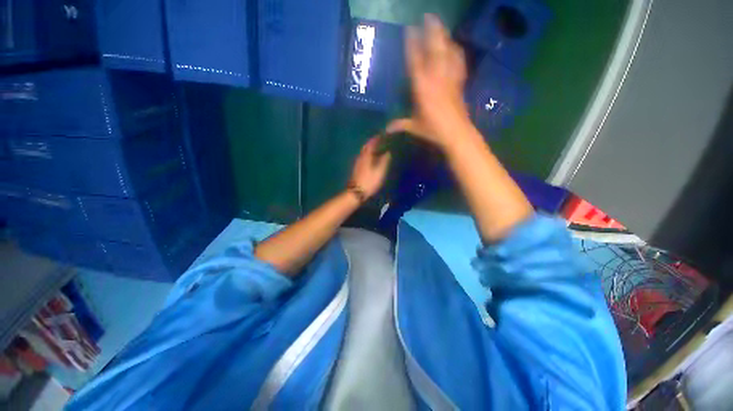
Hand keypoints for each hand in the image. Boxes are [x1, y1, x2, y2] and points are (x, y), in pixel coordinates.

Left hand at [349, 137, 391, 198]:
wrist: (356, 193)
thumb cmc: (370, 181)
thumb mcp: (380, 171)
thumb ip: (384, 160)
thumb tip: (388, 150)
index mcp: (366, 155)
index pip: (371, 142)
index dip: (377, 138)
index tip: (384, 134)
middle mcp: (361, 156)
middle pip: (366, 146)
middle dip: (373, 142)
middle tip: (381, 140)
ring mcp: (357, 163)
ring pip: (364, 152)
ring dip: (370, 148)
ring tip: (378, 148)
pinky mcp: (357, 169)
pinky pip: (363, 157)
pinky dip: (368, 155)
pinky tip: (371, 158)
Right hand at [387, 14, 471, 148]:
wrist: (456, 133)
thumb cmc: (433, 130)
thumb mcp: (414, 128)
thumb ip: (401, 125)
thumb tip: (386, 129)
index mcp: (422, 89)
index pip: (415, 62)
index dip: (412, 44)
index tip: (410, 29)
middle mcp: (436, 79)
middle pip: (435, 49)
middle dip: (432, 31)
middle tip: (429, 15)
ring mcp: (449, 79)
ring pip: (448, 52)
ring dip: (444, 37)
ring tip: (441, 26)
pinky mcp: (459, 83)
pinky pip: (458, 62)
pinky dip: (457, 52)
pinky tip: (455, 46)